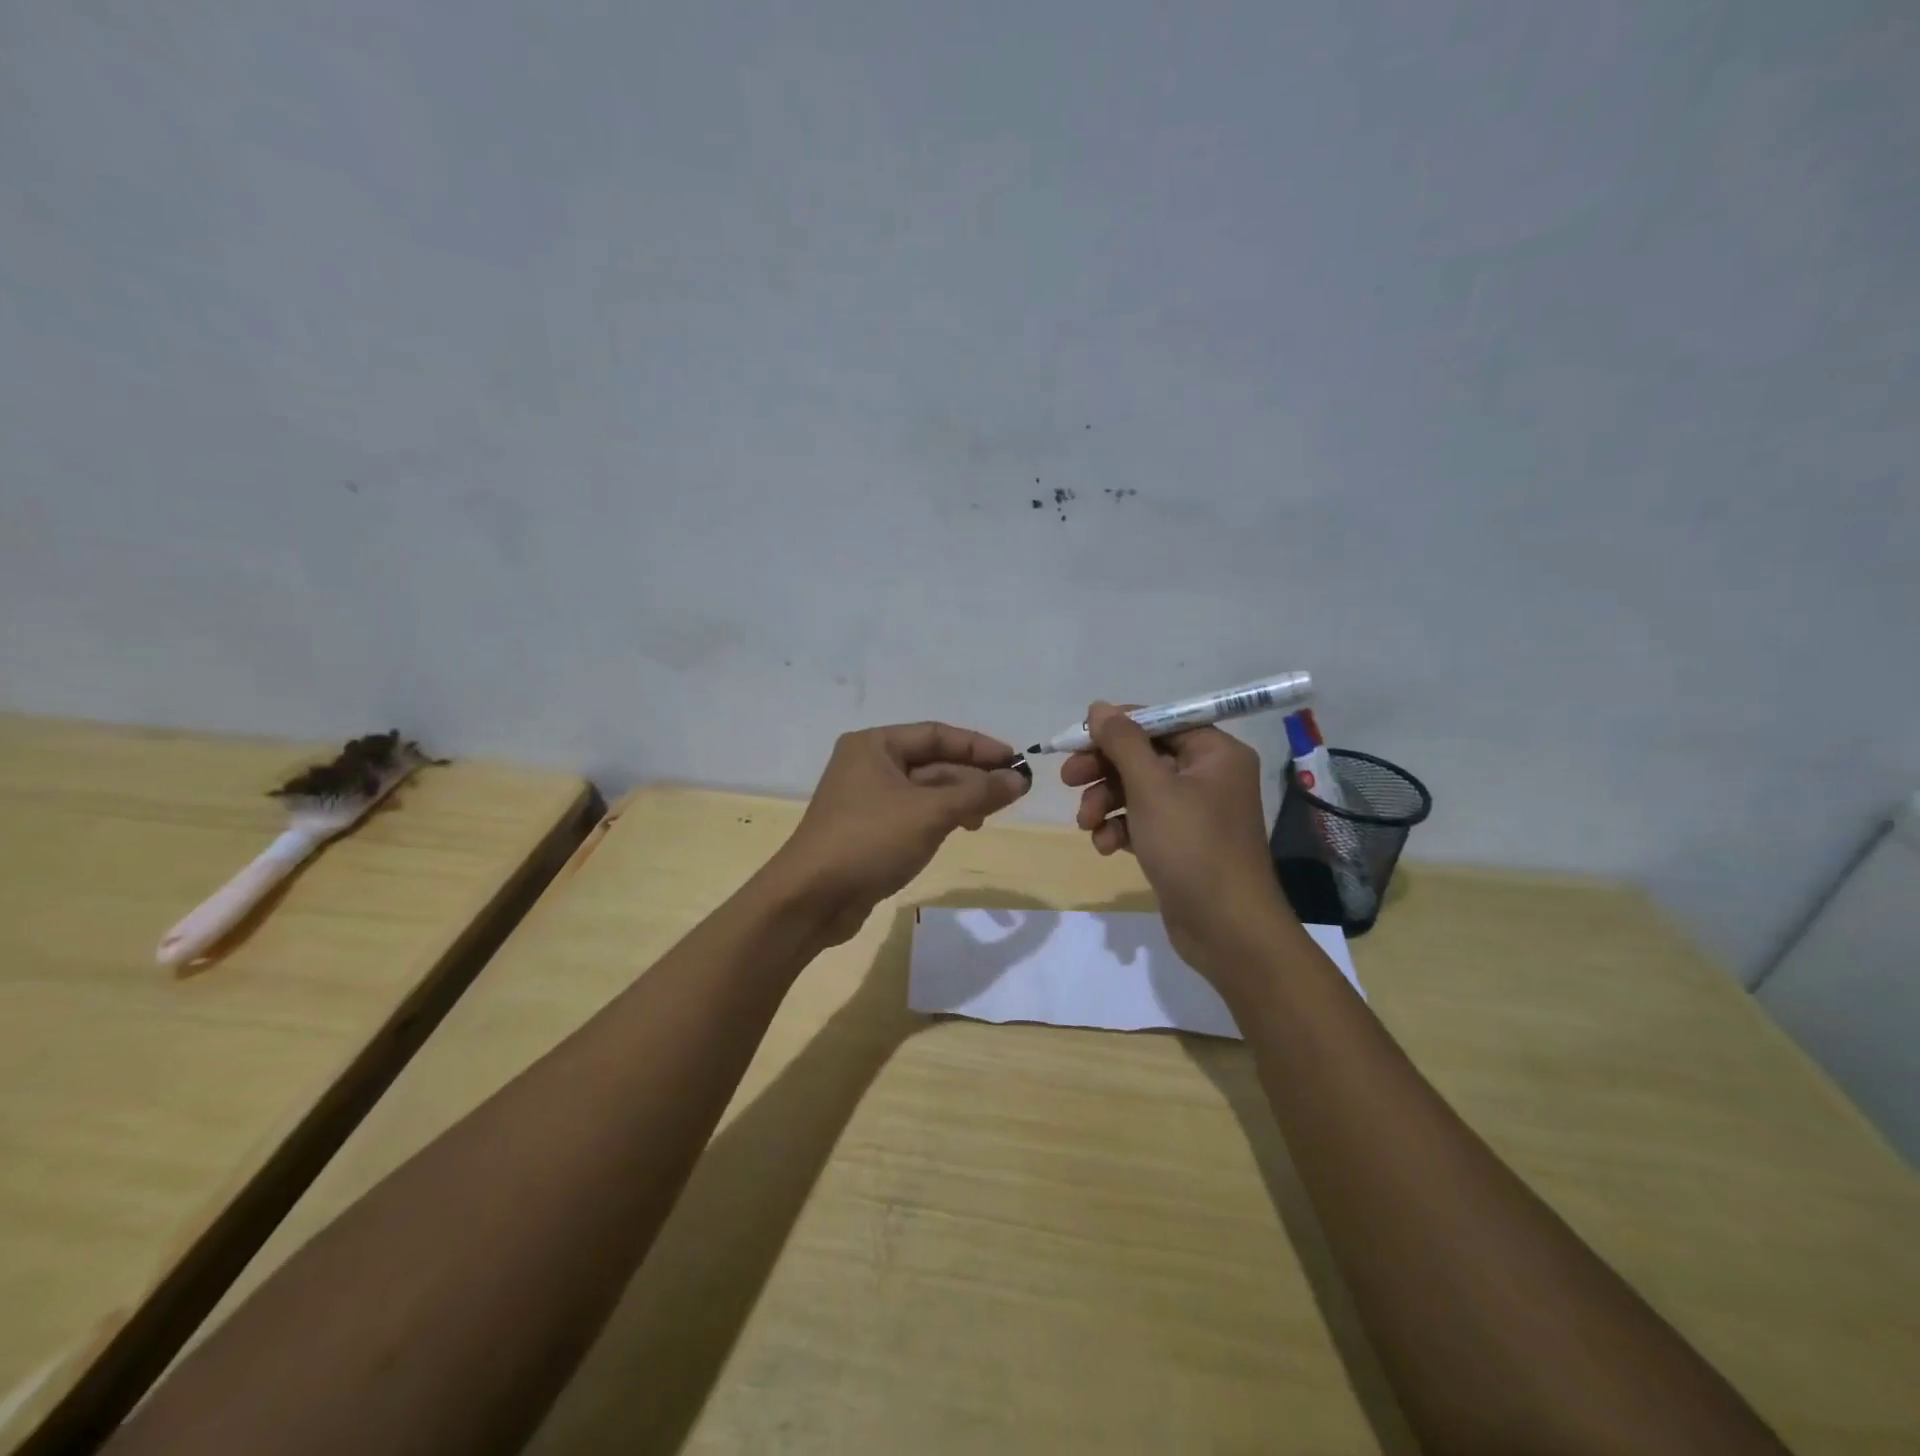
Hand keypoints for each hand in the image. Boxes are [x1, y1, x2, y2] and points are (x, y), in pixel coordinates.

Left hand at [769, 721, 1029, 944]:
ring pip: (924, 790)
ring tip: (988, 817)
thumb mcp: (931, 812)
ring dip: (959, 799)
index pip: (936, 734)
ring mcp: (866, 799)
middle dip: (971, 776)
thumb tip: (1020, 779)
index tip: (1014, 761)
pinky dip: (940, 818)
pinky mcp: (868, 831)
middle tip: (1010, 792)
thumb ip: (978, 792)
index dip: (978, 745)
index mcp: (874, 745)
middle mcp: (867, 765)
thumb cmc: (870, 840)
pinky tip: (961, 830)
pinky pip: (913, 814)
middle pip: (931, 762)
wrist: (811, 899)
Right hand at [1063, 702, 1296, 980]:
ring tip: (1086, 824)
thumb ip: (1122, 743)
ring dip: (1105, 802)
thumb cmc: (1192, 847)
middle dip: (1104, 769)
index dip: (1115, 727)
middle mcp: (1208, 776)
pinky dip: (1120, 828)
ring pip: (1137, 790)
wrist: (1226, 929)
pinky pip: (1142, 821)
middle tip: (1068, 780)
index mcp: (1214, 753)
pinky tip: (1104, 847)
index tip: (1076, 739)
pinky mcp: (1181, 843)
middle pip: (1144, 756)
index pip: (1159, 721)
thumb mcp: (1151, 788)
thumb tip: (1099, 707)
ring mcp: (1195, 812)